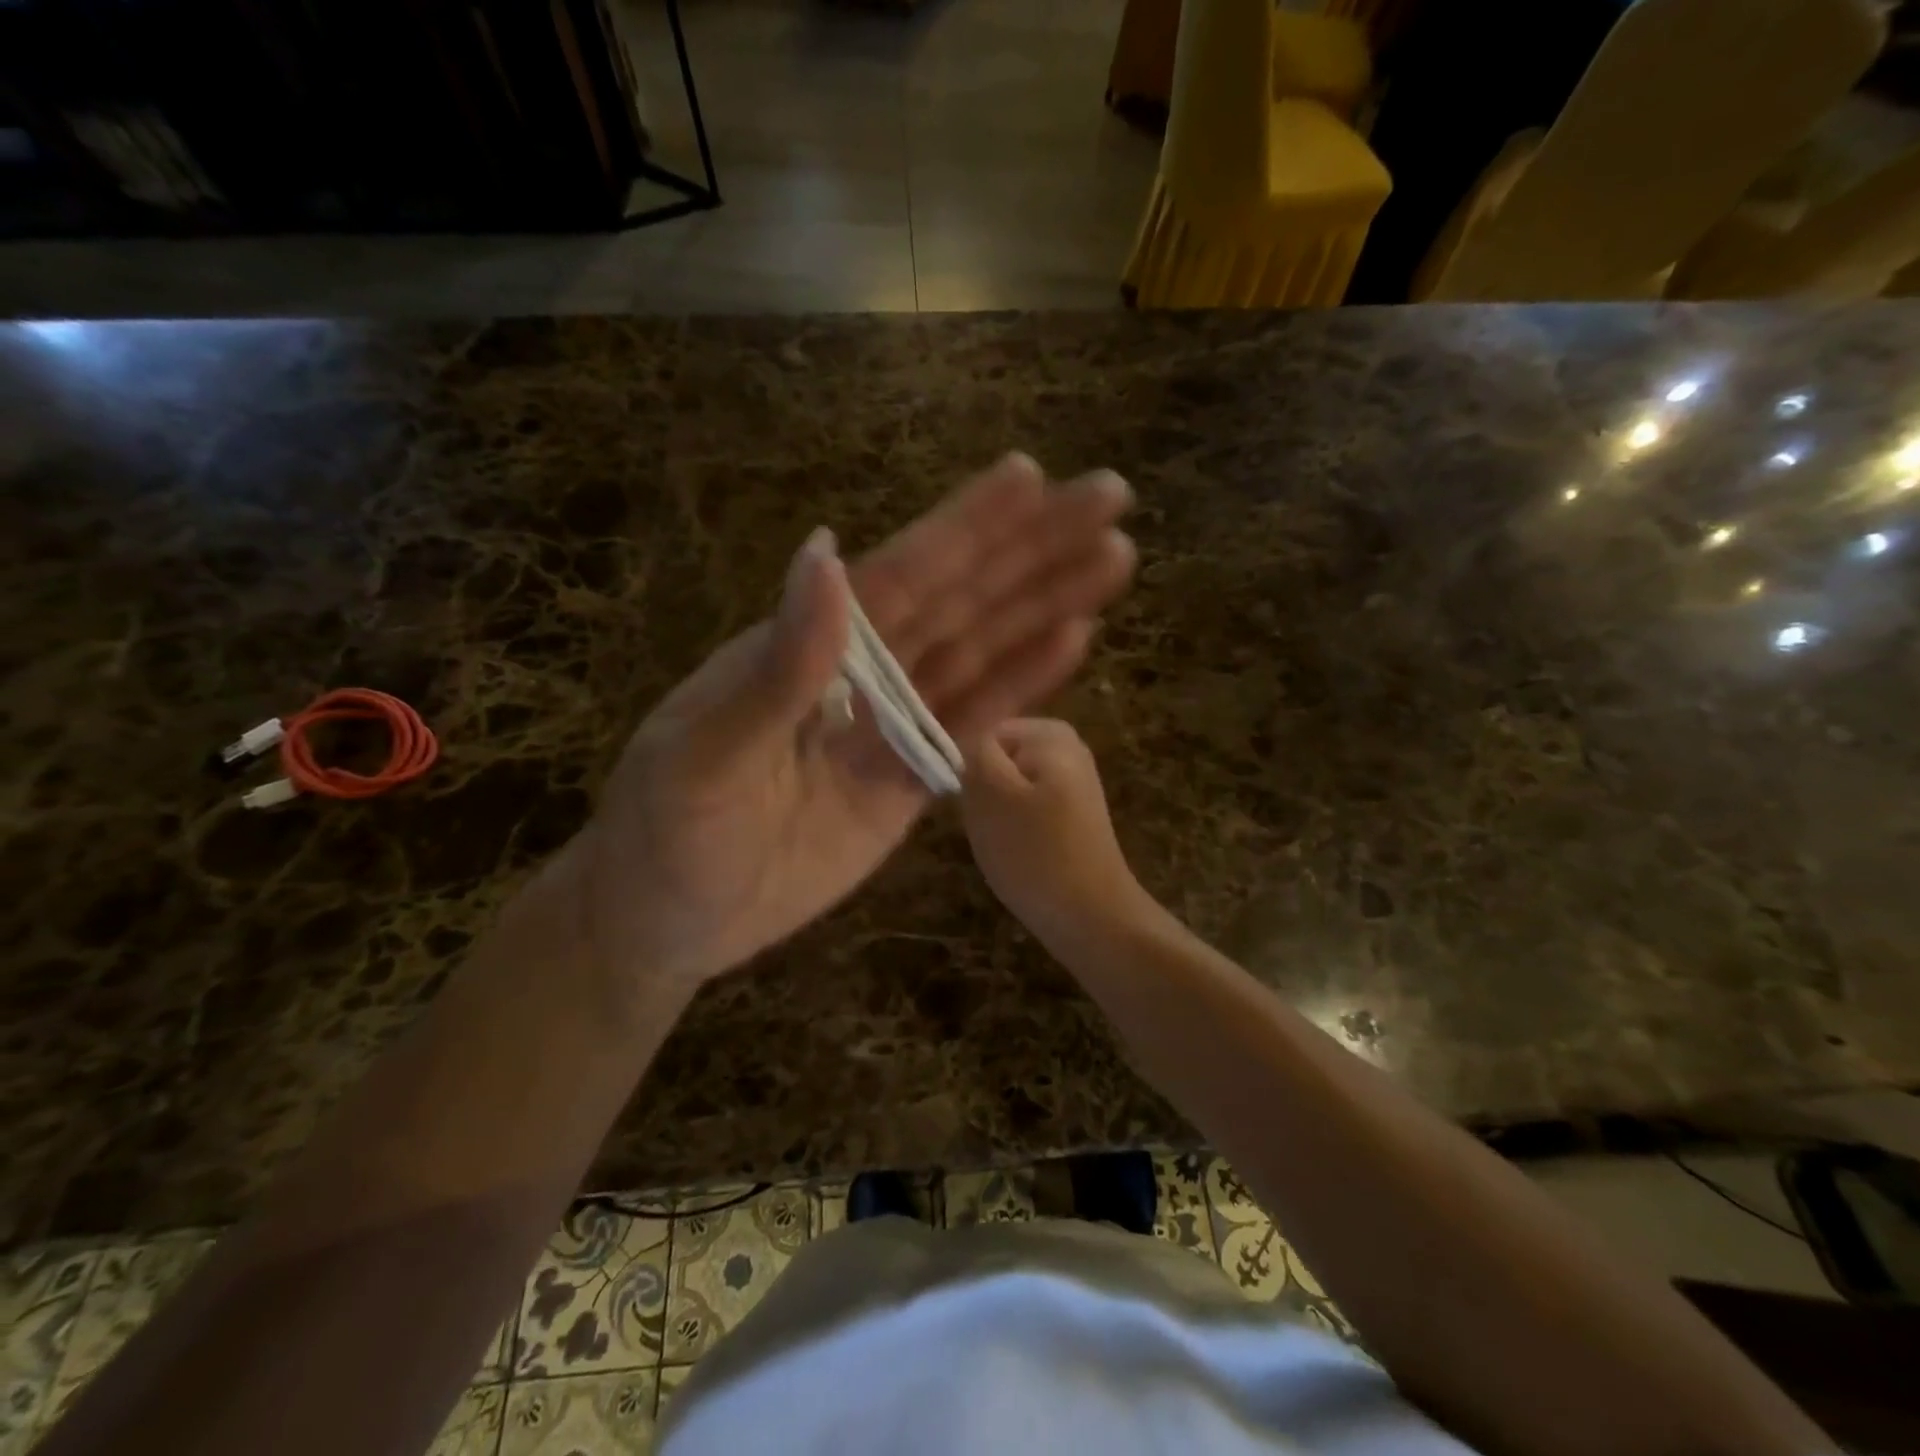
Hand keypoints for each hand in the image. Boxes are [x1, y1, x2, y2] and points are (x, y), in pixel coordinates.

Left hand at [562, 455, 1135, 999]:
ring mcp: (889, 726)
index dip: (966, 529)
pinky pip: (973, 725)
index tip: (1031, 479)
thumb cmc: (666, 836)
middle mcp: (859, 672)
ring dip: (1044, 606)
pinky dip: (1022, 685)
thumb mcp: (704, 756)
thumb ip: (777, 670)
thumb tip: (825, 557)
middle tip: (1109, 497)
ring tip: (1113, 561)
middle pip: (959, 601)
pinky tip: (1072, 642)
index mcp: (806, 648)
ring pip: (981, 653)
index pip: (900, 576)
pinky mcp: (909, 782)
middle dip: (1032, 550)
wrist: (671, 920)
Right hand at [960, 717, 1152, 946]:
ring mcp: (1071, 783)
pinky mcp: (1071, 817)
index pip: (980, 734)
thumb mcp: (989, 792)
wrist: (1092, 917)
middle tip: (987, 827)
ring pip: (1005, 790)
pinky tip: (1019, 856)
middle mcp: (1066, 747)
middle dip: (981, 792)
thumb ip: (971, 751)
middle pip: (994, 761)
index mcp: (1049, 732)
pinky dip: (1014, 833)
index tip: (968, 803)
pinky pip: (1024, 813)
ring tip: (1003, 845)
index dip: (966, 768)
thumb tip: (963, 739)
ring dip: (994, 816)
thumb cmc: (1035, 851)